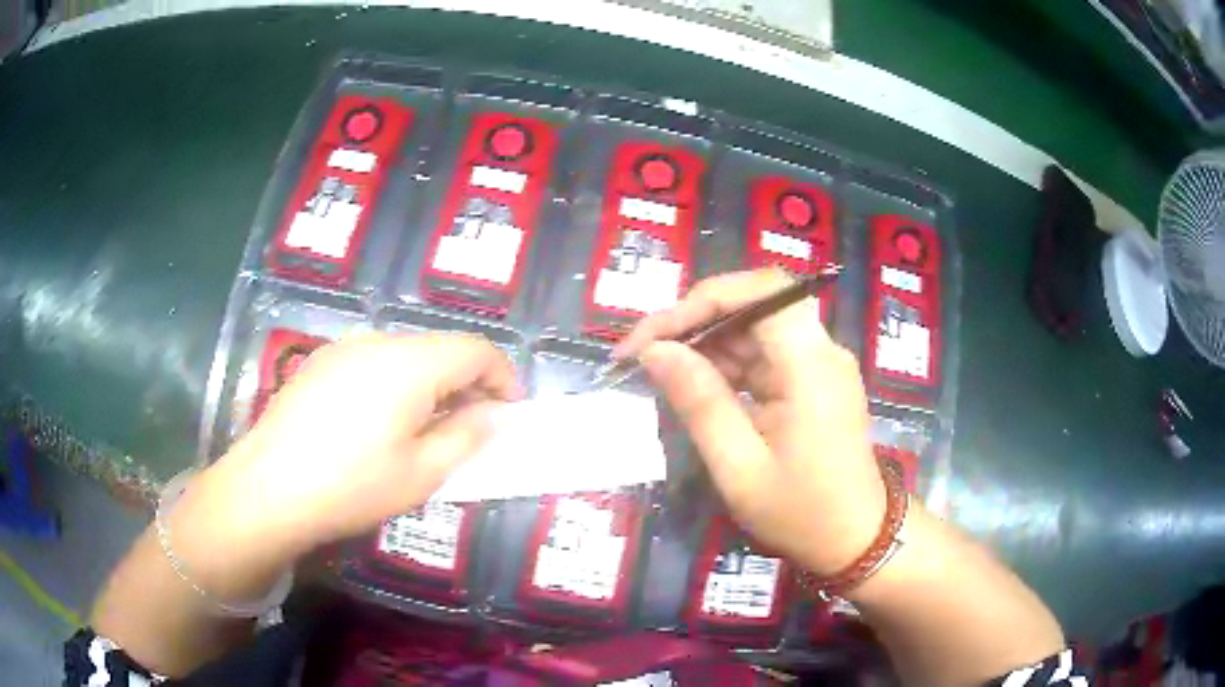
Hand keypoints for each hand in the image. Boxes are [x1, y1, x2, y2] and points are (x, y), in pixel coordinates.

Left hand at [182, 332, 518, 576]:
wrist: (269, 488)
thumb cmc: (352, 486)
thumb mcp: (423, 472)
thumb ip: (469, 435)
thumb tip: (495, 414)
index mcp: (411, 363)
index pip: (476, 349)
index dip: (503, 377)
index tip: (510, 413)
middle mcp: (379, 341)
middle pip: (441, 348)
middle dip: (468, 382)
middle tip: (473, 428)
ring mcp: (344, 348)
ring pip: (407, 354)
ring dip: (432, 383)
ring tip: (428, 429)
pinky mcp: (321, 363)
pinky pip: (374, 362)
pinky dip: (397, 384)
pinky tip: (381, 424)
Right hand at [616, 268, 885, 575]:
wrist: (857, 540)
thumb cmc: (801, 512)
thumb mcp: (739, 466)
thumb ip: (699, 402)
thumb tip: (655, 352)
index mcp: (811, 364)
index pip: (761, 291)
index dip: (702, 299)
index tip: (653, 336)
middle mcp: (821, 350)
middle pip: (755, 305)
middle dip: (695, 321)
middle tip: (642, 354)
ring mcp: (819, 364)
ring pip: (755, 328)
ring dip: (706, 343)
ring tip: (659, 371)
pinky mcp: (812, 381)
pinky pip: (763, 355)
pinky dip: (726, 364)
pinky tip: (695, 385)